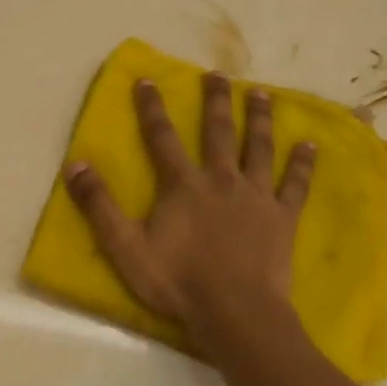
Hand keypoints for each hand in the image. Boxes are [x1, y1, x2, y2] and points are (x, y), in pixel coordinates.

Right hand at [64, 73, 314, 352]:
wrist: (235, 312)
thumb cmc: (177, 281)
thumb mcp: (125, 246)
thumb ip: (100, 205)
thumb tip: (76, 164)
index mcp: (182, 185)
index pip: (162, 137)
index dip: (152, 108)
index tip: (147, 80)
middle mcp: (221, 179)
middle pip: (218, 131)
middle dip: (216, 100)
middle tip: (219, 74)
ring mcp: (256, 196)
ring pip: (259, 147)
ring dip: (260, 118)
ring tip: (262, 93)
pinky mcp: (282, 217)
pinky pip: (294, 184)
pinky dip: (302, 164)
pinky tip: (310, 145)